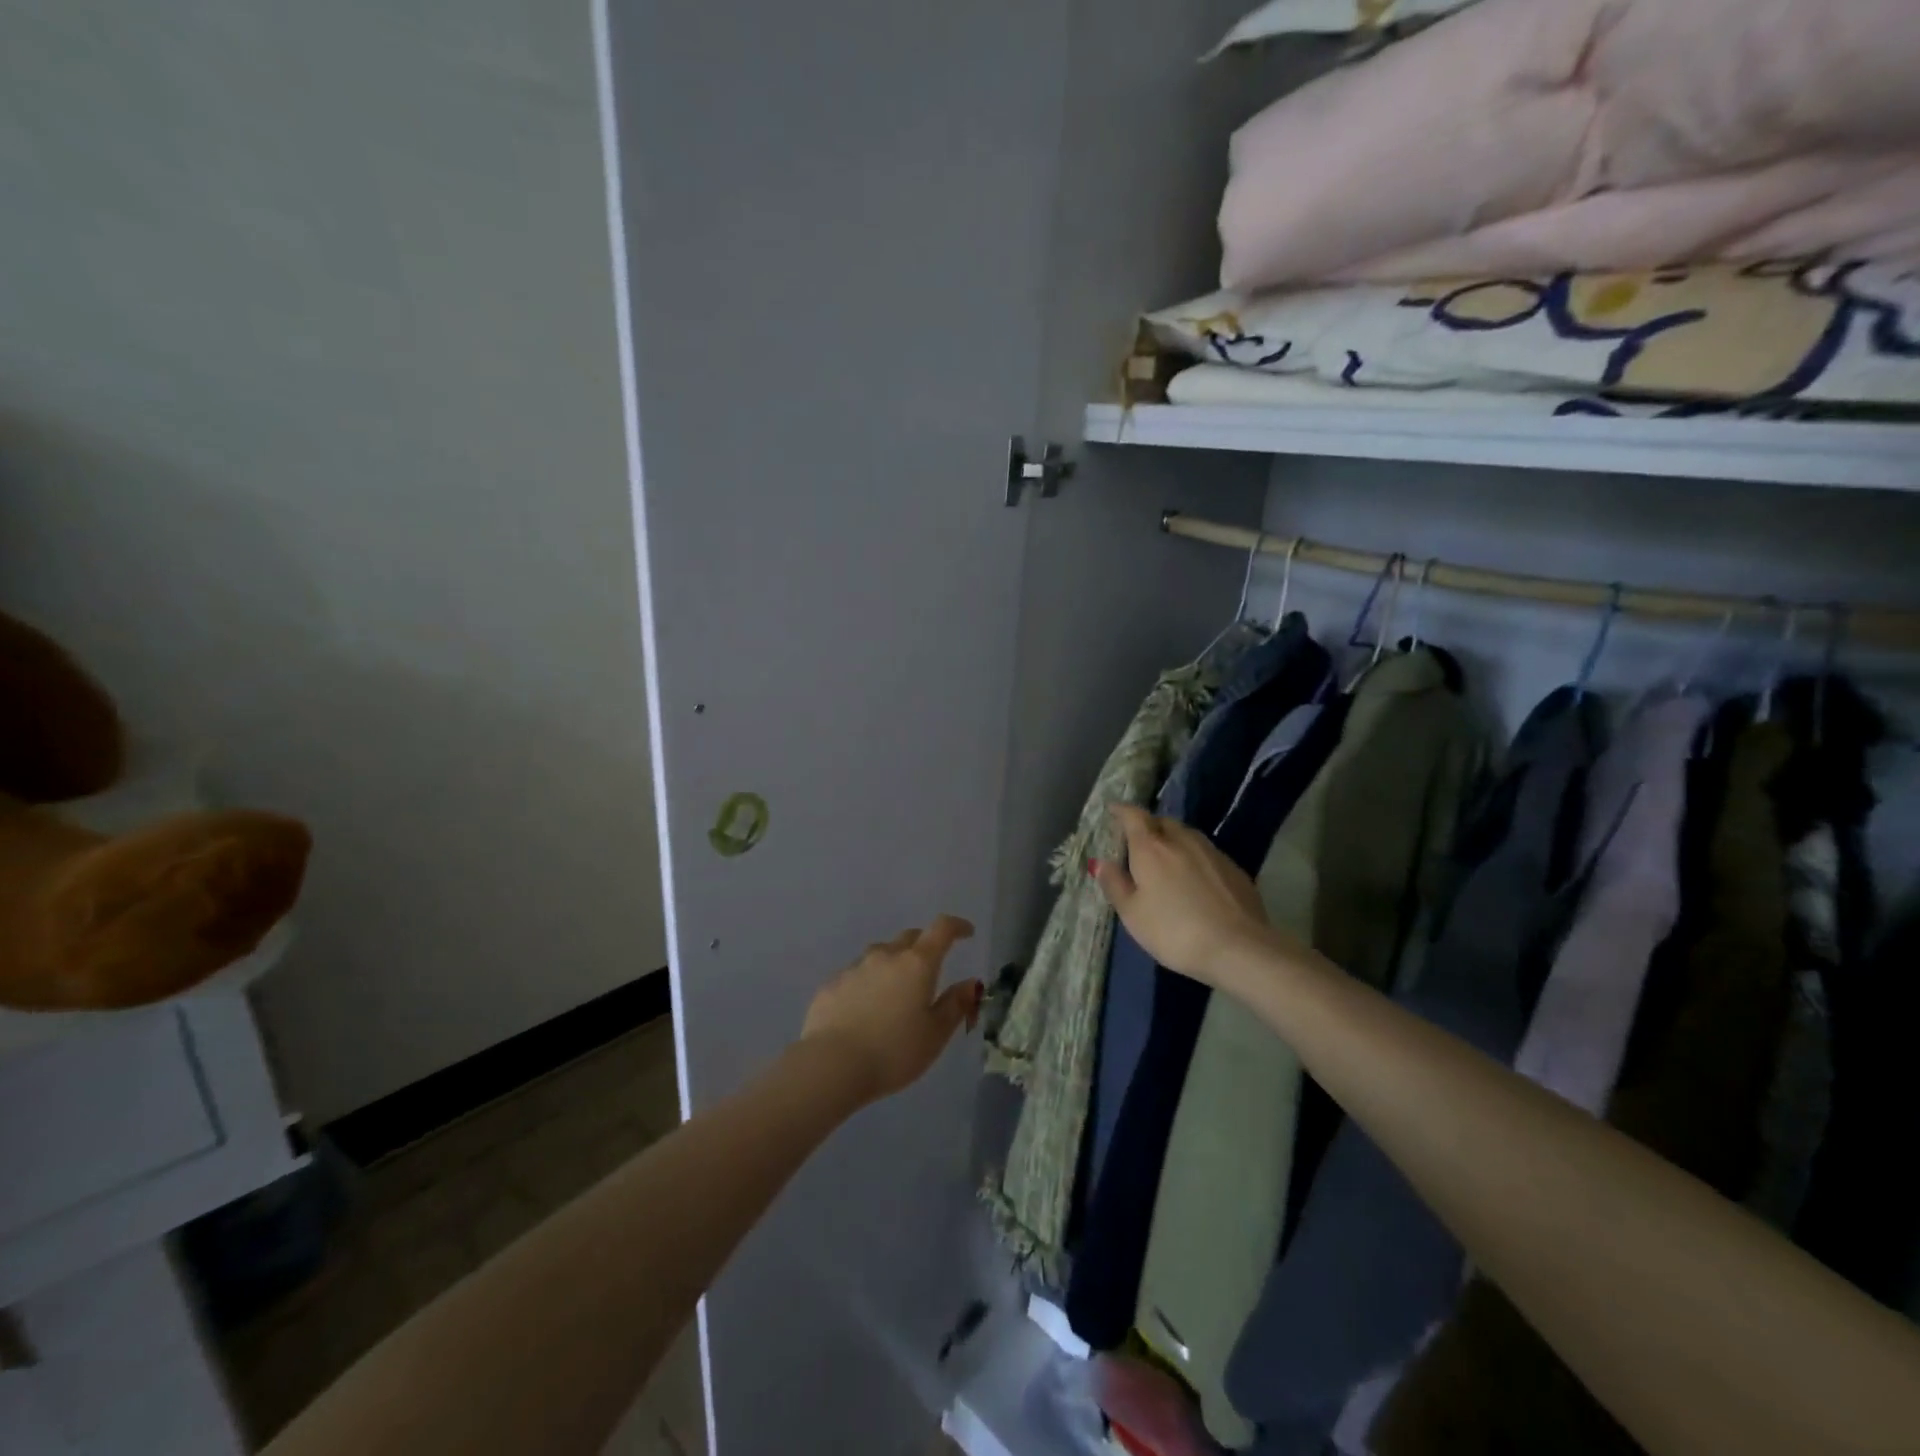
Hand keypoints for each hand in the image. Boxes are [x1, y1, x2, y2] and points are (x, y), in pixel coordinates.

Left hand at [801, 915, 981, 1102]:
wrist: (831, 1065)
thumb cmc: (893, 1052)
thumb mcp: (935, 1035)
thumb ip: (955, 1005)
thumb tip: (971, 983)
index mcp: (917, 964)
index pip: (942, 929)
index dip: (957, 926)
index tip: (966, 933)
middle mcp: (886, 955)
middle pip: (910, 938)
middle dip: (924, 946)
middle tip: (930, 967)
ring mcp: (855, 967)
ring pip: (881, 954)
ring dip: (893, 964)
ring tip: (895, 992)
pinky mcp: (831, 983)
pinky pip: (856, 974)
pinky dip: (867, 983)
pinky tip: (864, 1008)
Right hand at [1091, 804, 1274, 987]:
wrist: (1239, 948)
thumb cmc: (1174, 931)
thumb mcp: (1133, 914)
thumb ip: (1115, 884)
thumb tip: (1101, 862)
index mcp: (1151, 848)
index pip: (1133, 816)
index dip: (1121, 811)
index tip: (1112, 810)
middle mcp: (1182, 840)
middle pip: (1161, 822)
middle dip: (1148, 826)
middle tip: (1138, 842)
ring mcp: (1212, 852)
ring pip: (1186, 835)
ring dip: (1173, 840)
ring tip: (1166, 859)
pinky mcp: (1234, 868)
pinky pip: (1206, 852)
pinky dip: (1194, 857)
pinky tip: (1195, 879)